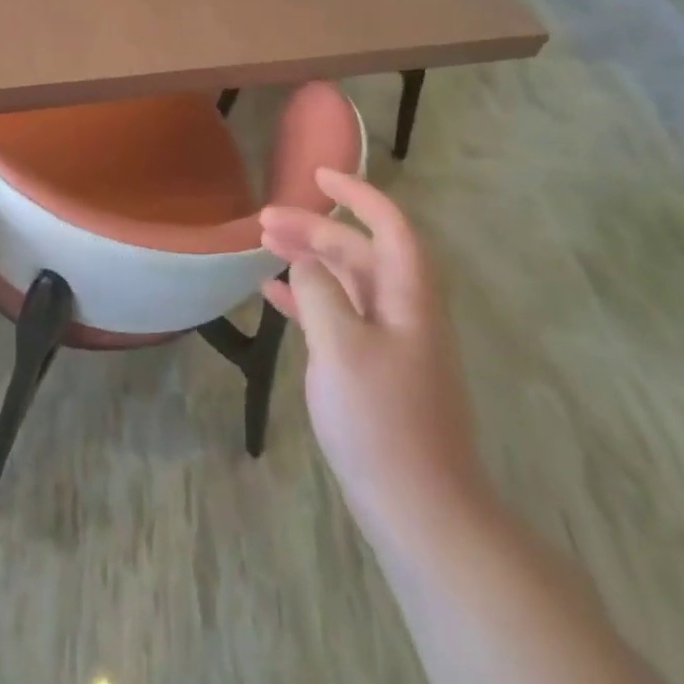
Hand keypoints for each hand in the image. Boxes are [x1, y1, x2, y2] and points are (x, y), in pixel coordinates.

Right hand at [260, 167, 488, 545]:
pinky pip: (338, 315)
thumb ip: (320, 293)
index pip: (390, 225)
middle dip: (315, 229)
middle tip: (265, 221)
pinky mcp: (374, 368)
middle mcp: (403, 310)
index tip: (318, 175)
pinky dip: (308, 299)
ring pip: (347, 282)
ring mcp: (390, 341)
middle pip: (360, 252)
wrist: (420, 508)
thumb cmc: (381, 421)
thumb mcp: (341, 347)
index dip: (358, 194)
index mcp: (408, 297)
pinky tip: (274, 296)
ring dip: (309, 260)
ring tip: (264, 247)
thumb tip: (305, 264)